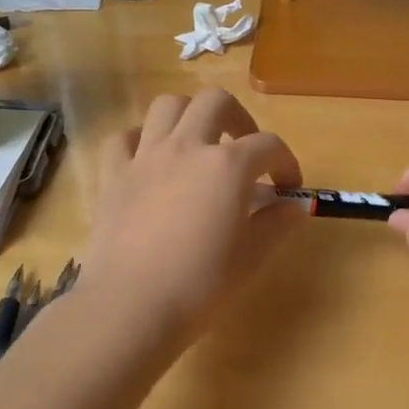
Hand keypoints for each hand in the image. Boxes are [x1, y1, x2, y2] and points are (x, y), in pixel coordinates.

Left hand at [79, 89, 303, 348]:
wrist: (131, 306)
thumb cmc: (200, 286)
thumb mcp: (251, 257)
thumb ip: (276, 224)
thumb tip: (296, 206)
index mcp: (227, 166)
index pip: (268, 145)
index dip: (286, 162)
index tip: (288, 188)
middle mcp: (186, 147)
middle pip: (215, 102)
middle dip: (238, 118)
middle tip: (243, 150)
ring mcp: (145, 157)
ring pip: (167, 105)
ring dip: (189, 116)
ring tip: (197, 145)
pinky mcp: (113, 175)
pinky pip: (124, 139)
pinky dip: (141, 141)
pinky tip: (150, 161)